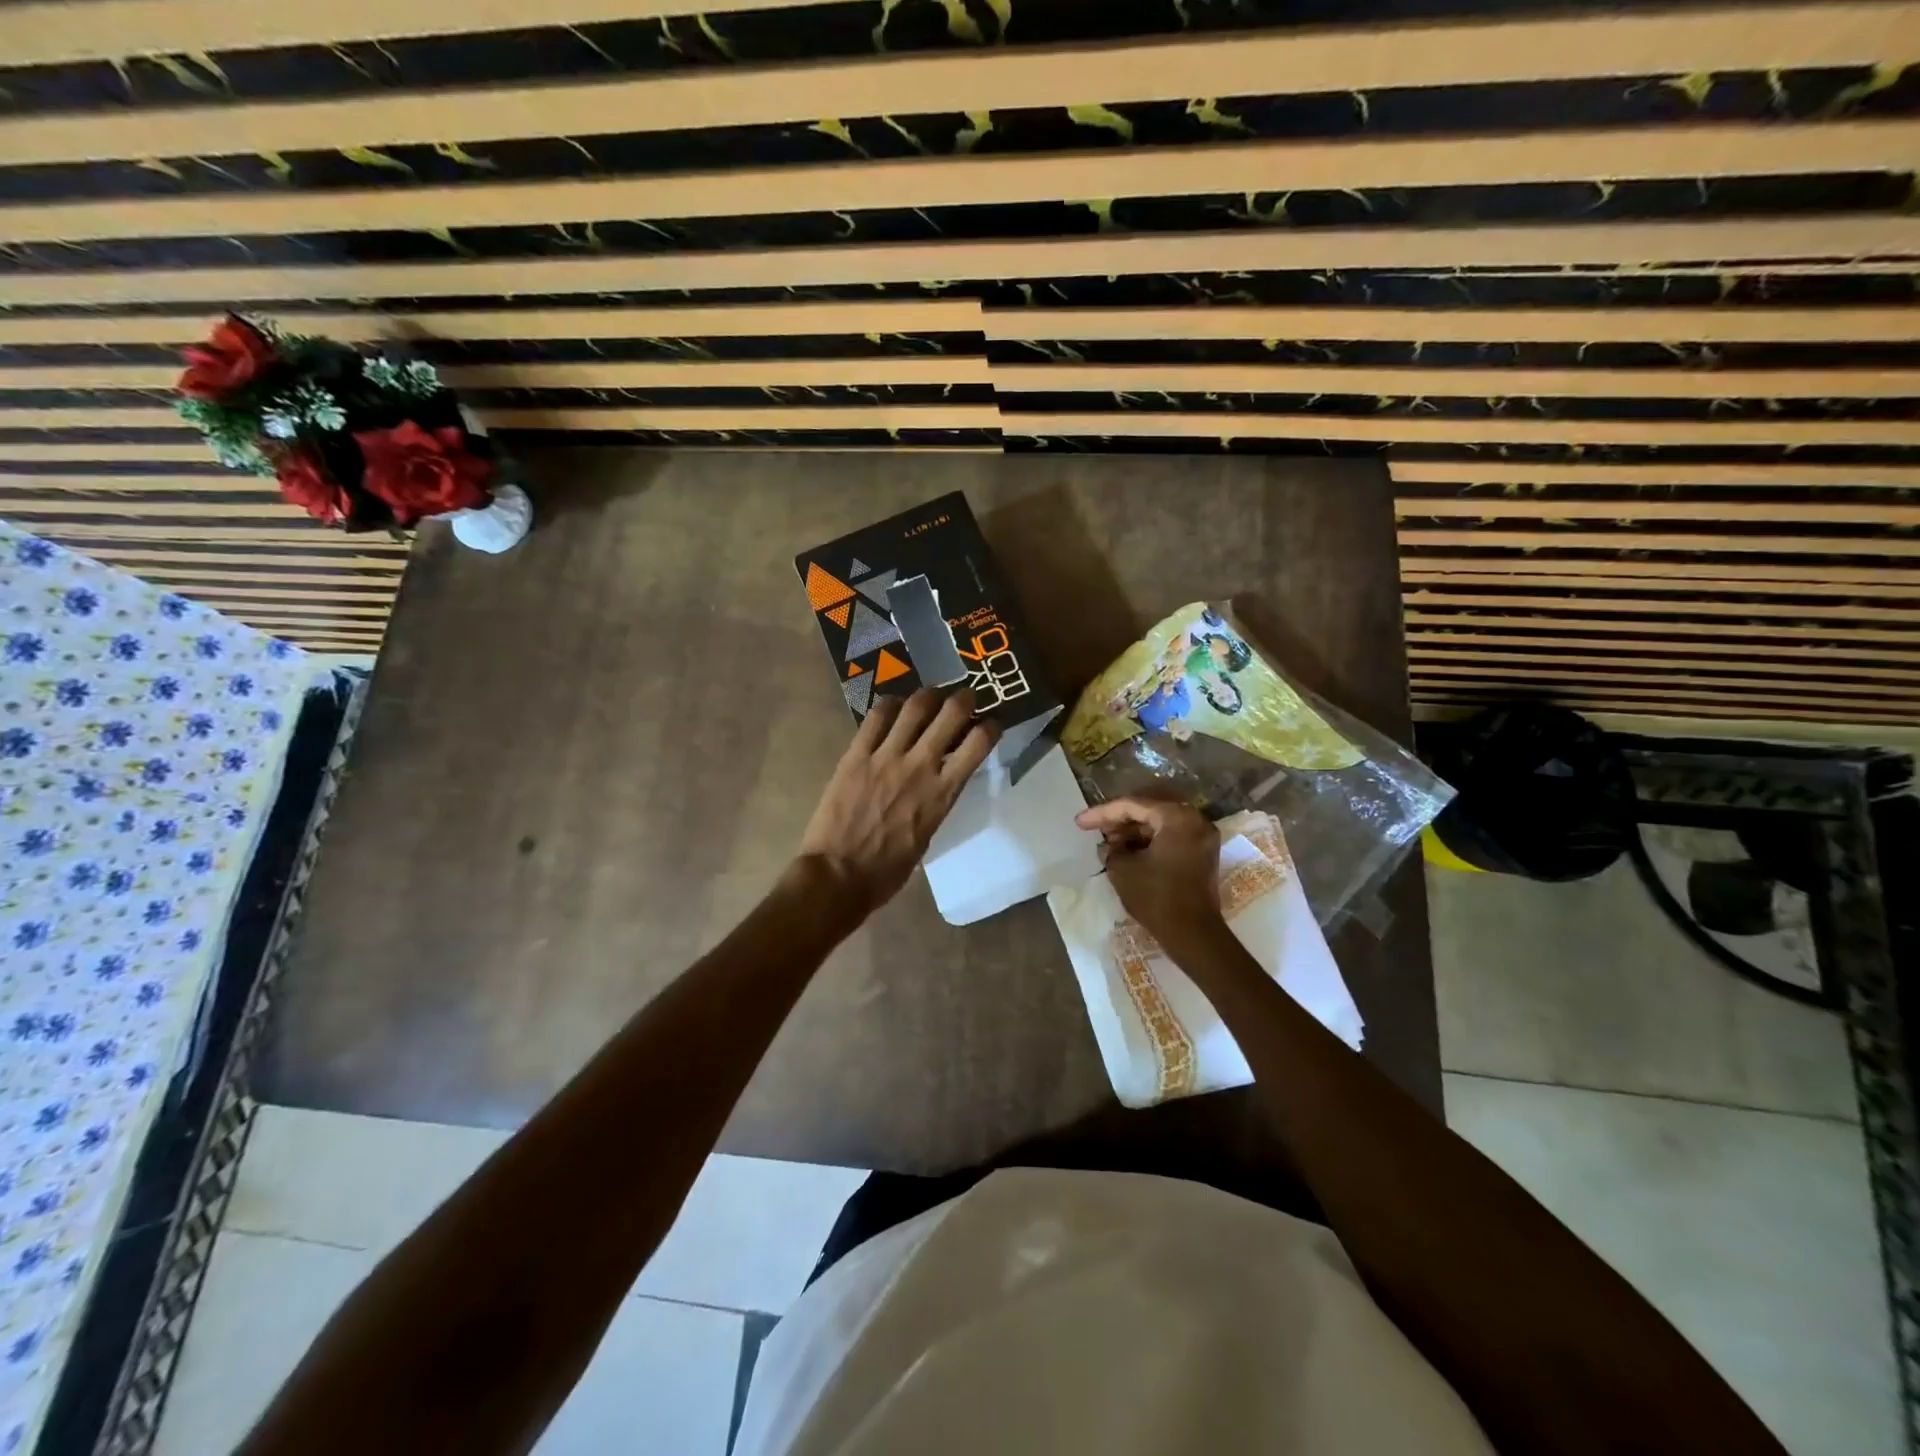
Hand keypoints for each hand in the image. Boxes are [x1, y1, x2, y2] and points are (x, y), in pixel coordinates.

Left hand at [795, 687, 997, 917]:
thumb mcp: (927, 836)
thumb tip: (939, 784)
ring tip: (930, 697)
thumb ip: (937, 803)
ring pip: (915, 706)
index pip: (979, 743)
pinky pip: (876, 717)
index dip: (991, 726)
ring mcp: (886, 756)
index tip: (991, 724)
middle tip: (965, 697)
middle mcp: (920, 766)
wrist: (838, 875)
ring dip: (929, 695)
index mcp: (943, 793)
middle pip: (951, 713)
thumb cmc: (887, 870)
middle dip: (964, 698)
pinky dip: (890, 705)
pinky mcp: (856, 754)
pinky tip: (894, 707)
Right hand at [1074, 797, 1223, 945]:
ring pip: (1160, 824)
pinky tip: (1128, 852)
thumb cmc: (1157, 897)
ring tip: (1109, 843)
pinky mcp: (1202, 855)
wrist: (1193, 935)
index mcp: (1177, 818)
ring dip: (1134, 832)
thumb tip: (1110, 846)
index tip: (1080, 822)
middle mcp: (1195, 821)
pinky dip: (1149, 842)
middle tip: (1095, 829)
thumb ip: (1111, 849)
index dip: (1102, 813)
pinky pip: (1171, 837)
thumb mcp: (1123, 870)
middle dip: (1120, 820)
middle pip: (1149, 811)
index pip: (1133, 806)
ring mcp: (1202, 838)